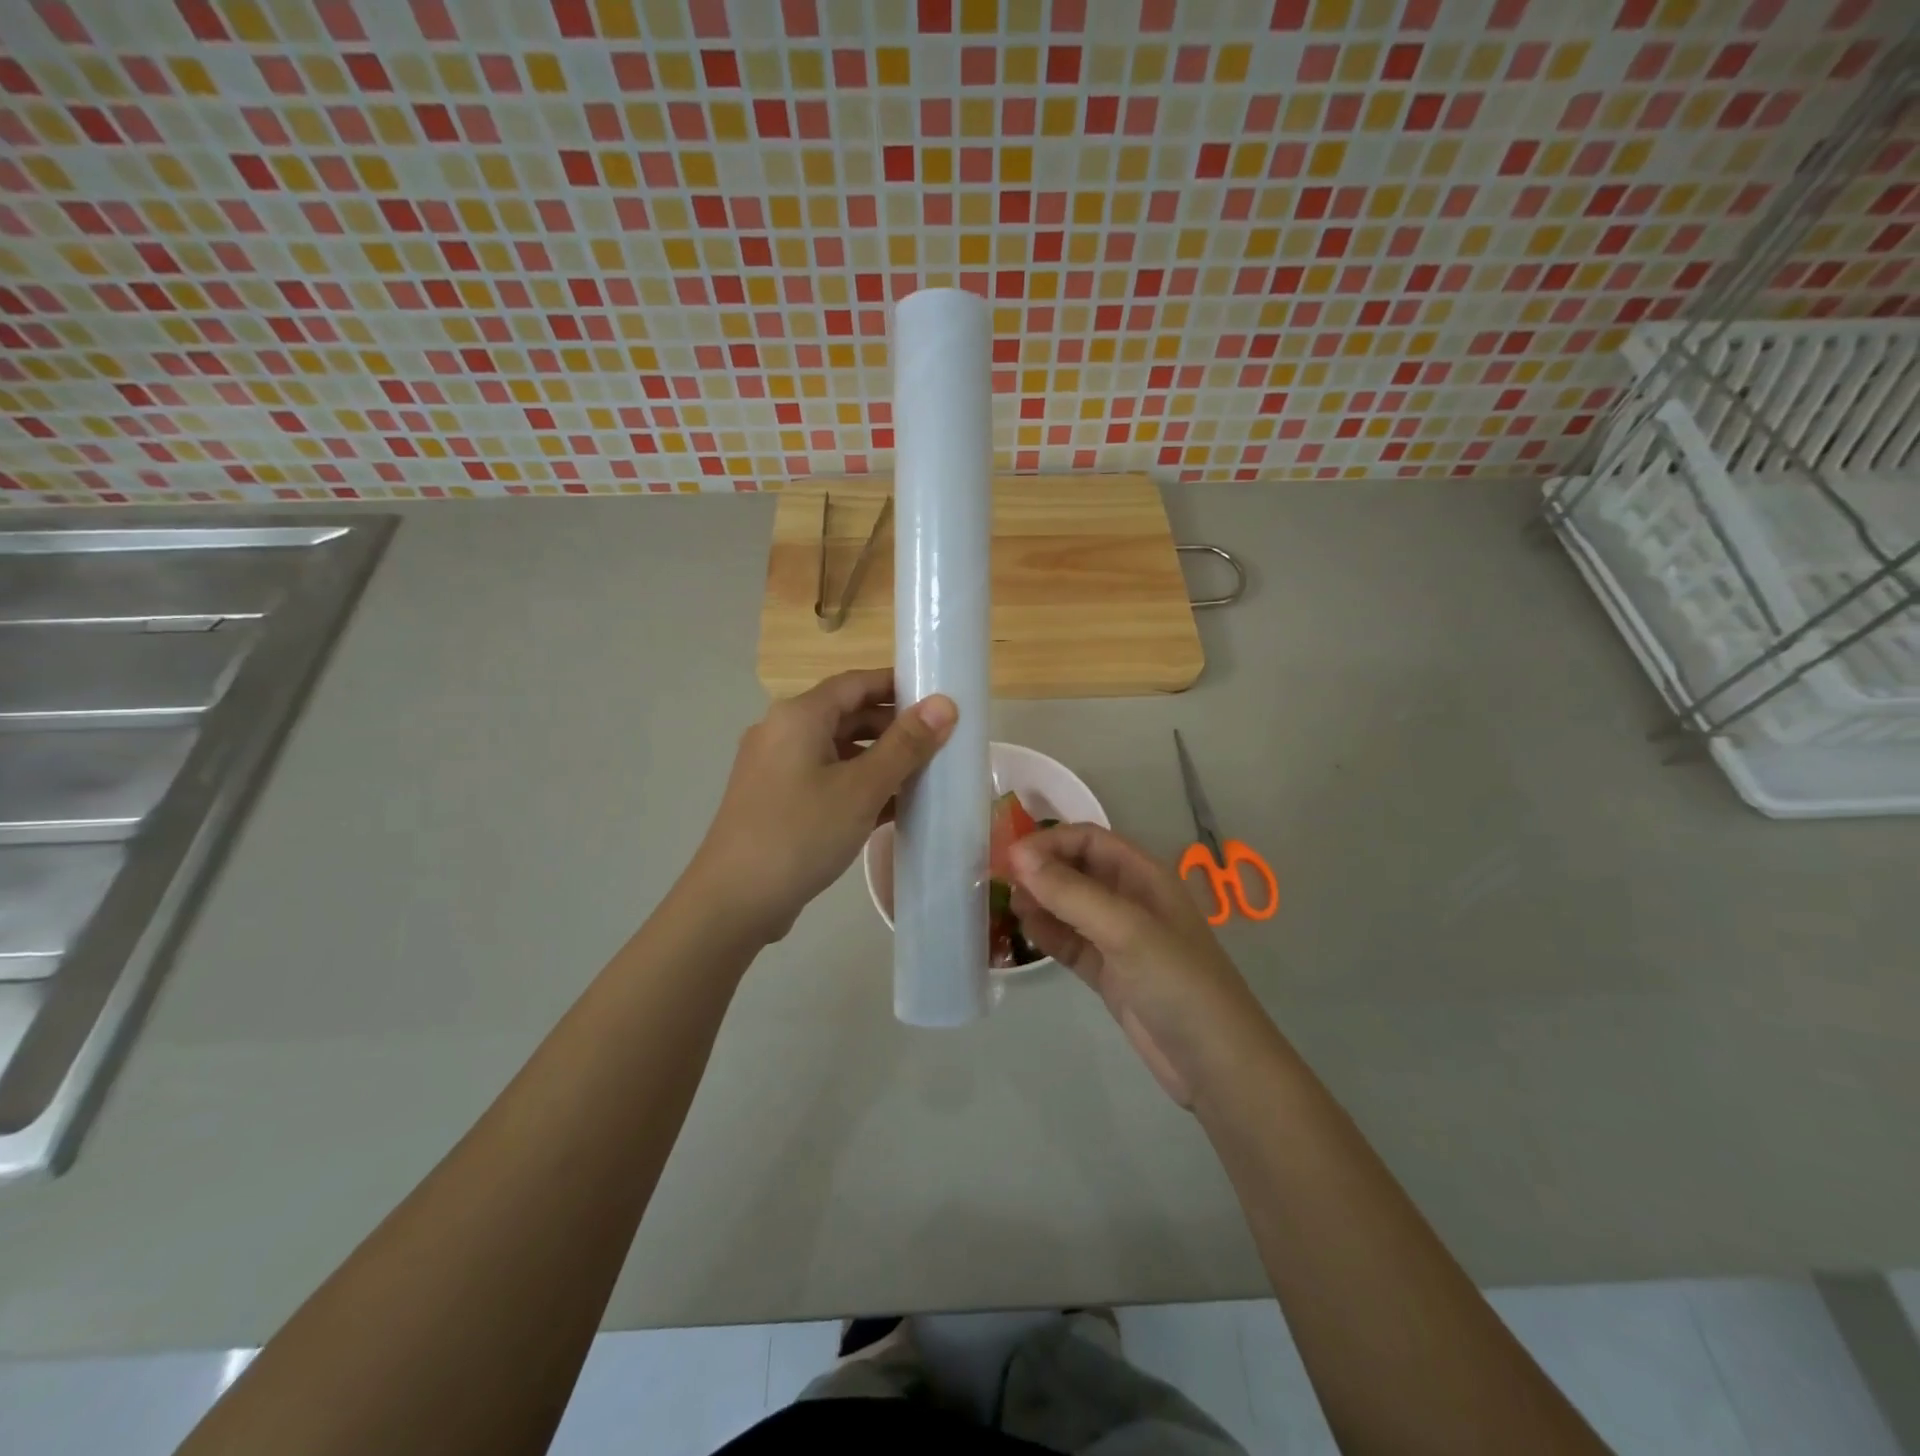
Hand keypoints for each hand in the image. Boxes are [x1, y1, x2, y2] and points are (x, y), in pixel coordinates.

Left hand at [689, 668, 956, 942]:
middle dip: (894, 727)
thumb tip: (945, 704)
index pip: (857, 682)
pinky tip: (894, 807)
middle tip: (940, 742)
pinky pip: (827, 779)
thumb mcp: (861, 788)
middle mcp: (783, 732)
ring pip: (839, 750)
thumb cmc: (800, 834)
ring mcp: (778, 769)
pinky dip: (859, 785)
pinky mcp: (779, 801)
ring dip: (880, 760)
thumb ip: (905, 745)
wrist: (733, 902)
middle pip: (848, 715)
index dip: (899, 685)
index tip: (940, 698)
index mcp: (799, 716)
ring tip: (925, 775)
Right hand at [1010, 824, 1268, 1107]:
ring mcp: (1119, 939)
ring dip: (1040, 900)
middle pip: (1077, 869)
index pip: (1089, 840)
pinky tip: (1025, 931)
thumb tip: (1017, 855)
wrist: (1215, 1065)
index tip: (1010, 857)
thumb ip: (1071, 892)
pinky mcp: (1108, 973)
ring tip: (1008, 904)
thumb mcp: (1125, 931)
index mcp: (1144, 877)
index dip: (1050, 842)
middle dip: (1041, 869)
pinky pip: (1070, 942)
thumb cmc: (1177, 983)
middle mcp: (1130, 900)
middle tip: (999, 880)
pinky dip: (1047, 934)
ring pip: (1070, 906)